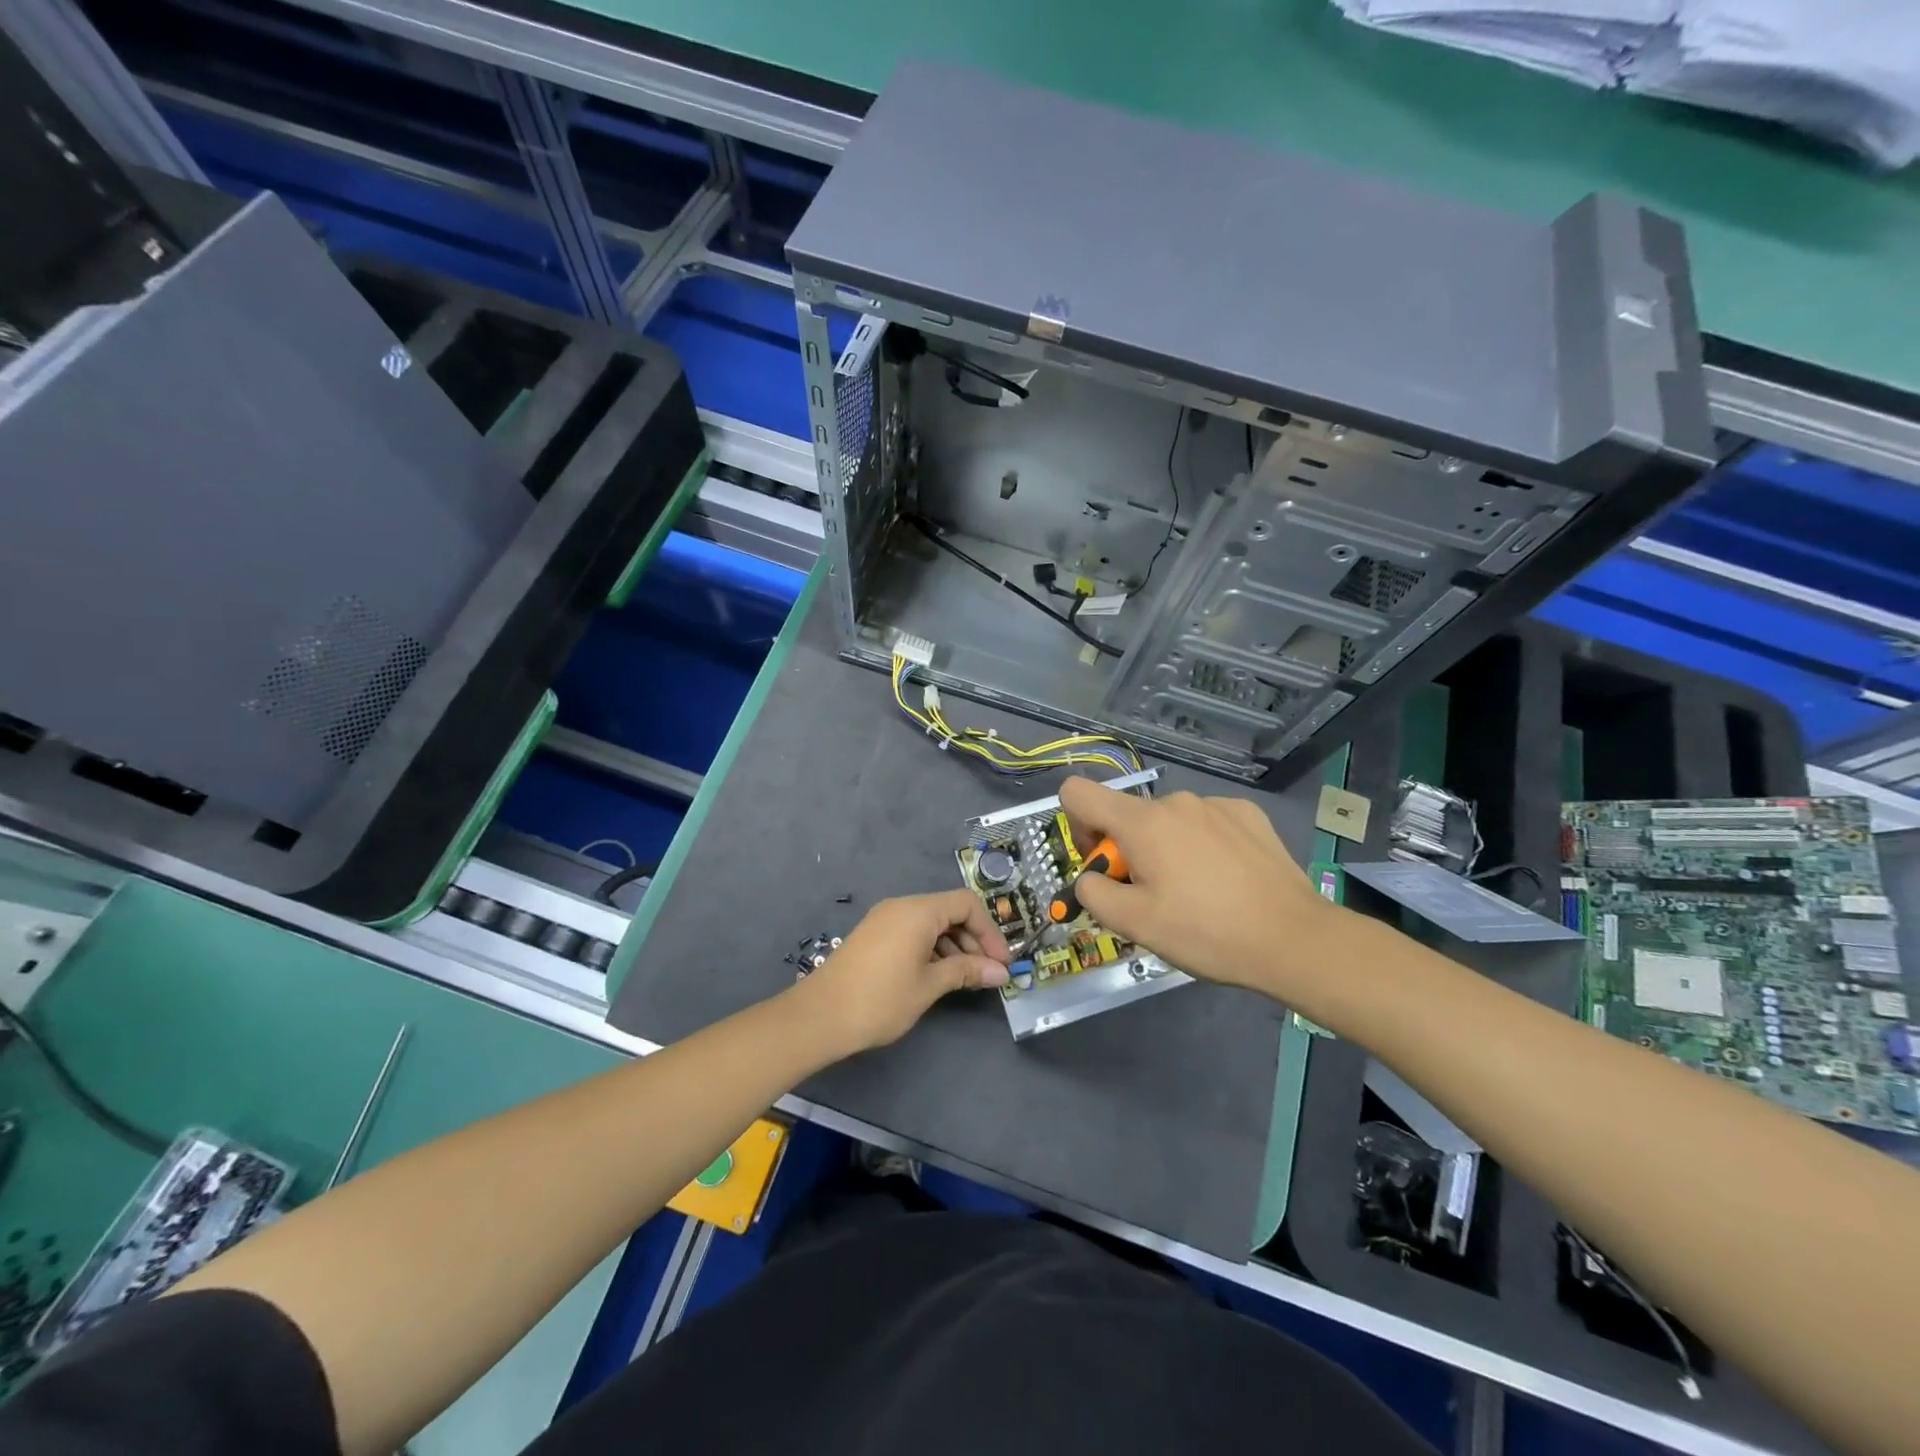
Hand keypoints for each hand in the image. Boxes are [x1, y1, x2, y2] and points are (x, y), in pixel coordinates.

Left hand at [799, 890, 1010, 1052]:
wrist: (819, 1016)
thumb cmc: (880, 1000)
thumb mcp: (929, 986)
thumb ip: (966, 972)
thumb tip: (1000, 972)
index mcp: (918, 911)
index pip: (966, 903)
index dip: (989, 931)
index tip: (1001, 962)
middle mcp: (902, 906)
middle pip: (949, 910)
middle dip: (973, 939)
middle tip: (987, 974)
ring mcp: (885, 919)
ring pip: (931, 922)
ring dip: (954, 946)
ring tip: (964, 979)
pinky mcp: (874, 935)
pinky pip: (913, 931)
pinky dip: (932, 948)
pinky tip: (937, 975)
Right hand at [1058, 777, 1334, 996]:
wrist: (1294, 938)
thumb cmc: (1206, 932)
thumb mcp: (1135, 925)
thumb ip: (1093, 893)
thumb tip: (1089, 878)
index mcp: (1142, 822)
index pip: (1078, 792)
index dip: (1077, 826)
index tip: (1104, 864)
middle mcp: (1176, 801)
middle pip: (1127, 815)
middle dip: (1127, 851)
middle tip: (1153, 896)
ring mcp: (1216, 804)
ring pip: (1167, 821)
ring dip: (1166, 849)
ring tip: (1196, 893)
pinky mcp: (1248, 814)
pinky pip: (1205, 822)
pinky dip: (1202, 845)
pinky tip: (1226, 879)